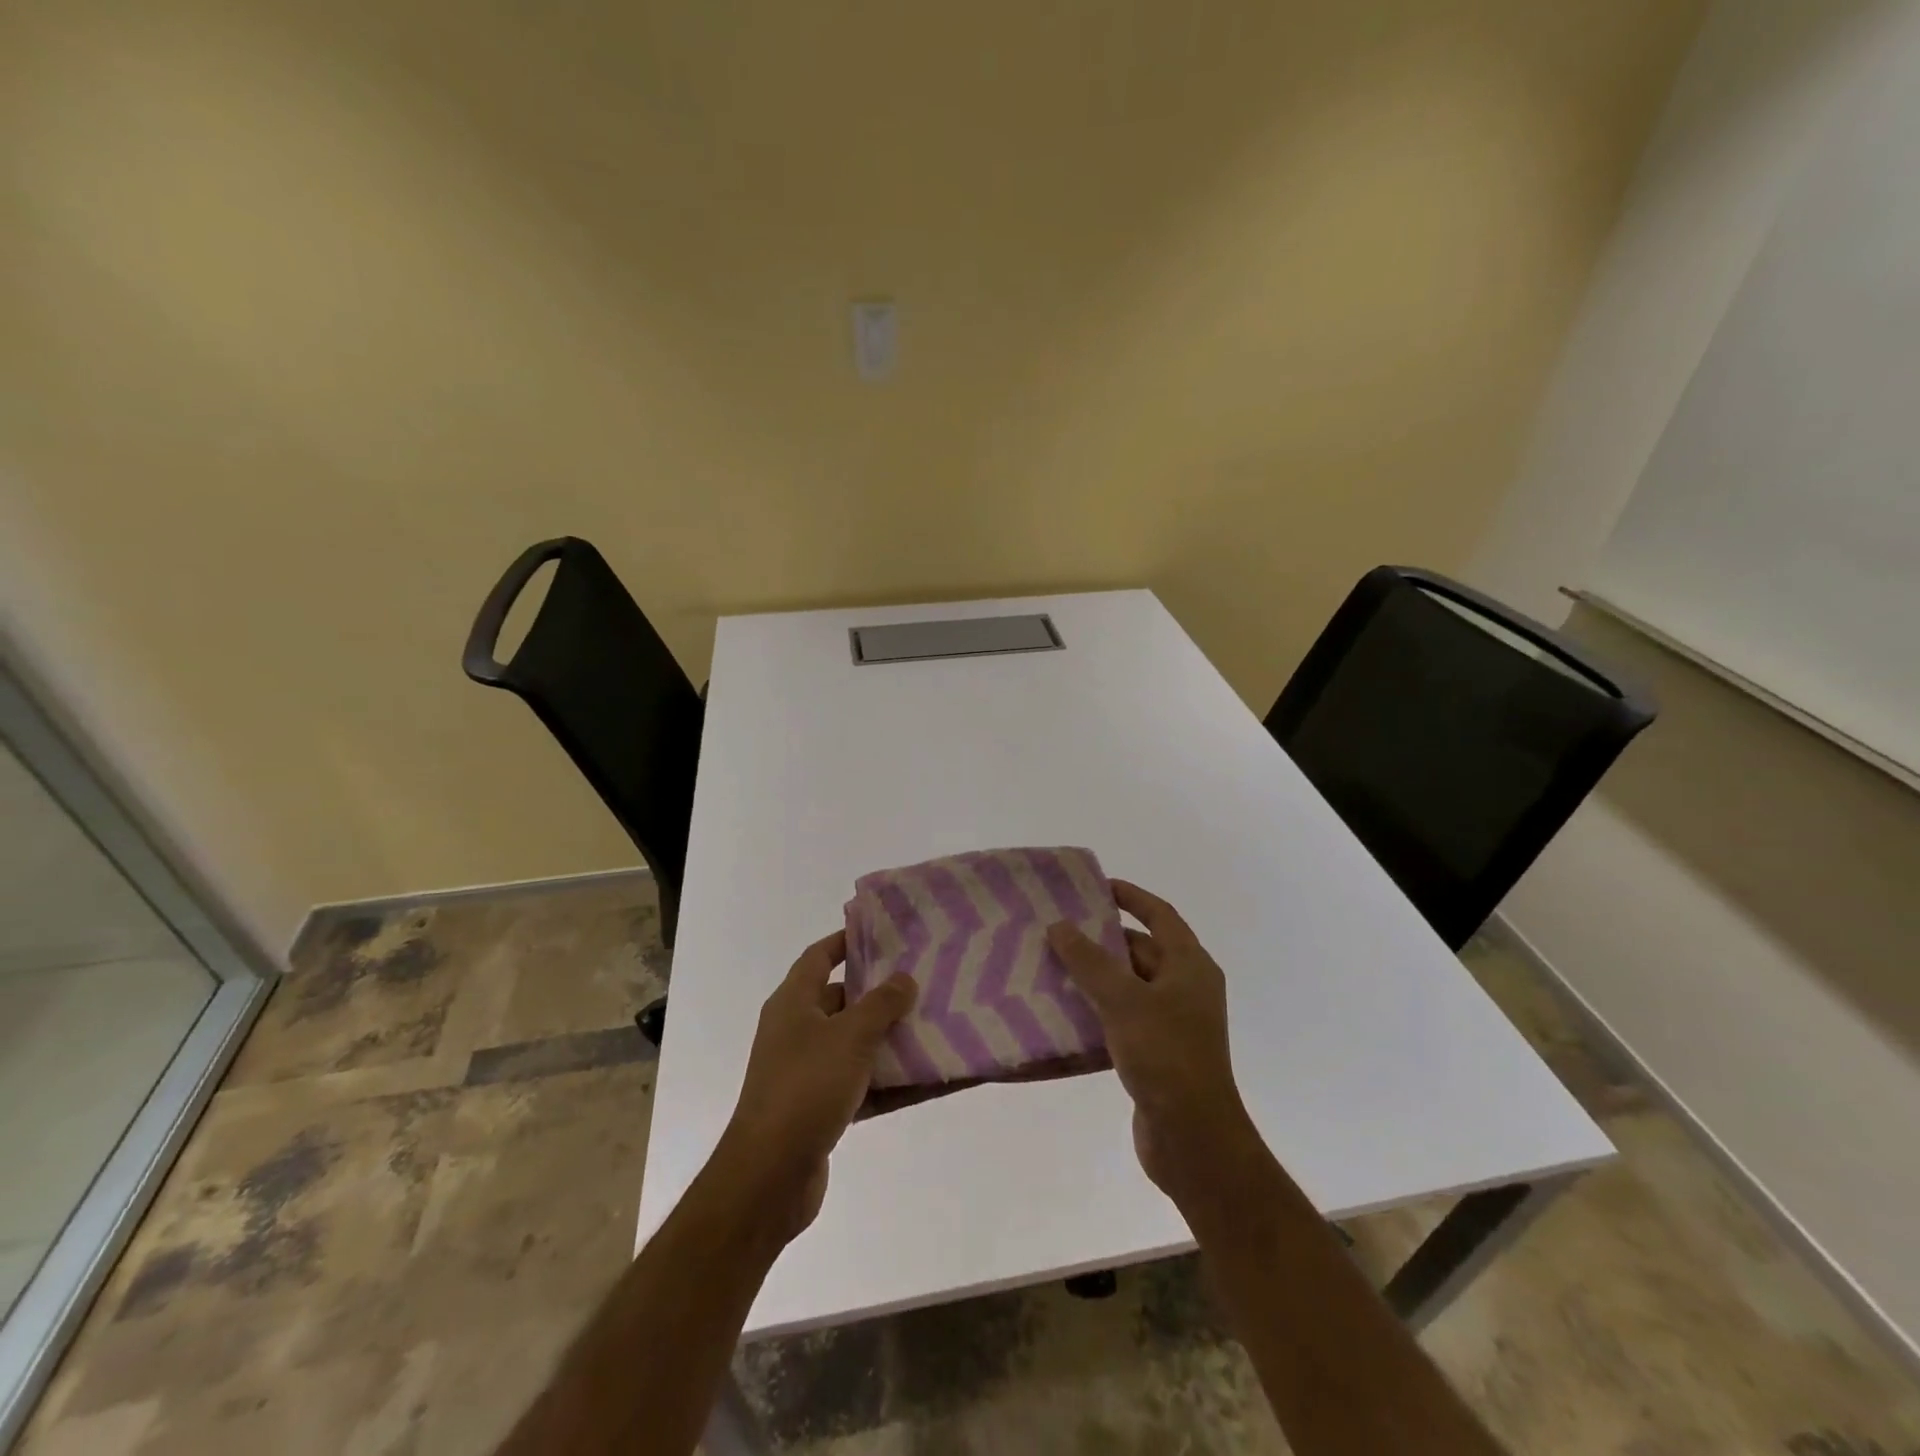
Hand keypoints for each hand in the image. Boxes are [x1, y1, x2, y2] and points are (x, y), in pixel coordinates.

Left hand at [717, 931, 917, 1240]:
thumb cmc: (806, 1087)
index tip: (883, 933)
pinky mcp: (819, 1110)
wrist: (769, 1176)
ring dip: (889, 1039)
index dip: (846, 941)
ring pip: (855, 1045)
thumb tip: (904, 978)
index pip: (818, 957)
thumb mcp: (850, 1036)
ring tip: (934, 1026)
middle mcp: (796, 1032)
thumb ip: (881, 1004)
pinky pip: (862, 1085)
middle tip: (922, 981)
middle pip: (841, 1000)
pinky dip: (889, 1082)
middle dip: (879, 993)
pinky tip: (927, 1080)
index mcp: (793, 1004)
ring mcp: (806, 1073)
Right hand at [1046, 882, 1260, 1211]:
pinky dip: (1097, 1008)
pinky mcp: (1157, 1053)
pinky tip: (1064, 1009)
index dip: (1131, 896)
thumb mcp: (1124, 1000)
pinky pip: (1123, 1017)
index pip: (1160, 915)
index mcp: (1190, 966)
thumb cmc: (1165, 1055)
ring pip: (1129, 985)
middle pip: (1142, 950)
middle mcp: (1186, 988)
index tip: (1096, 886)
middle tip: (1060, 928)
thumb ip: (1089, 960)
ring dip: (1096, 975)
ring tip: (1053, 964)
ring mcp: (1173, 1023)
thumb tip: (1059, 926)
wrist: (1192, 1139)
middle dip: (1103, 938)